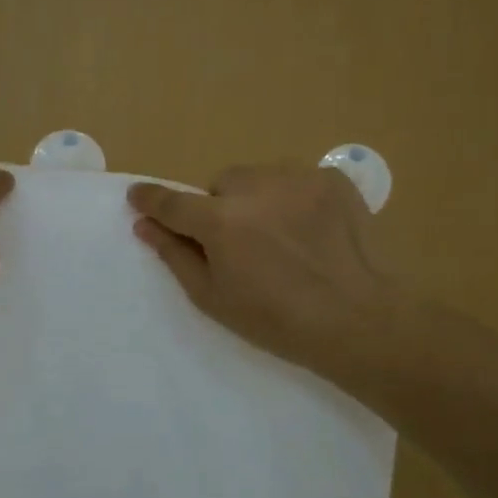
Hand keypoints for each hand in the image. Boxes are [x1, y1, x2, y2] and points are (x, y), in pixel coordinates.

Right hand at [127, 165, 398, 383]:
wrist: (359, 319)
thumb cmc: (276, 320)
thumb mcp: (213, 298)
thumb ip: (175, 255)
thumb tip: (145, 226)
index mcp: (220, 221)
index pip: (172, 203)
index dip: (151, 199)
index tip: (137, 196)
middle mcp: (255, 187)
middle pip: (221, 185)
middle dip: (221, 208)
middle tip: (240, 244)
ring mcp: (297, 178)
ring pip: (259, 178)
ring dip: (256, 199)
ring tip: (280, 237)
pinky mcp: (332, 179)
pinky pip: (295, 180)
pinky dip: (293, 199)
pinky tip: (310, 232)